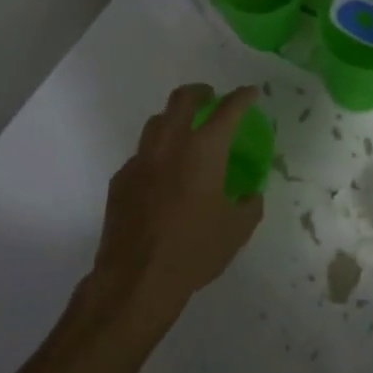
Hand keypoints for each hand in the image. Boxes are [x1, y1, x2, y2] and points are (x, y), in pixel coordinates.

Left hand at [90, 84, 263, 334]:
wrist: (136, 279)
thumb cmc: (194, 251)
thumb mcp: (236, 230)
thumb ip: (248, 205)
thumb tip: (250, 195)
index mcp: (204, 150)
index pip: (228, 110)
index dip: (242, 97)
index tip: (251, 93)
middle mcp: (170, 145)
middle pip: (182, 99)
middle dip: (200, 92)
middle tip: (211, 98)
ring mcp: (140, 160)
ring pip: (156, 122)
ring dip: (174, 119)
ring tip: (185, 133)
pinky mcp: (121, 179)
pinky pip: (141, 155)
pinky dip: (156, 154)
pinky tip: (162, 176)